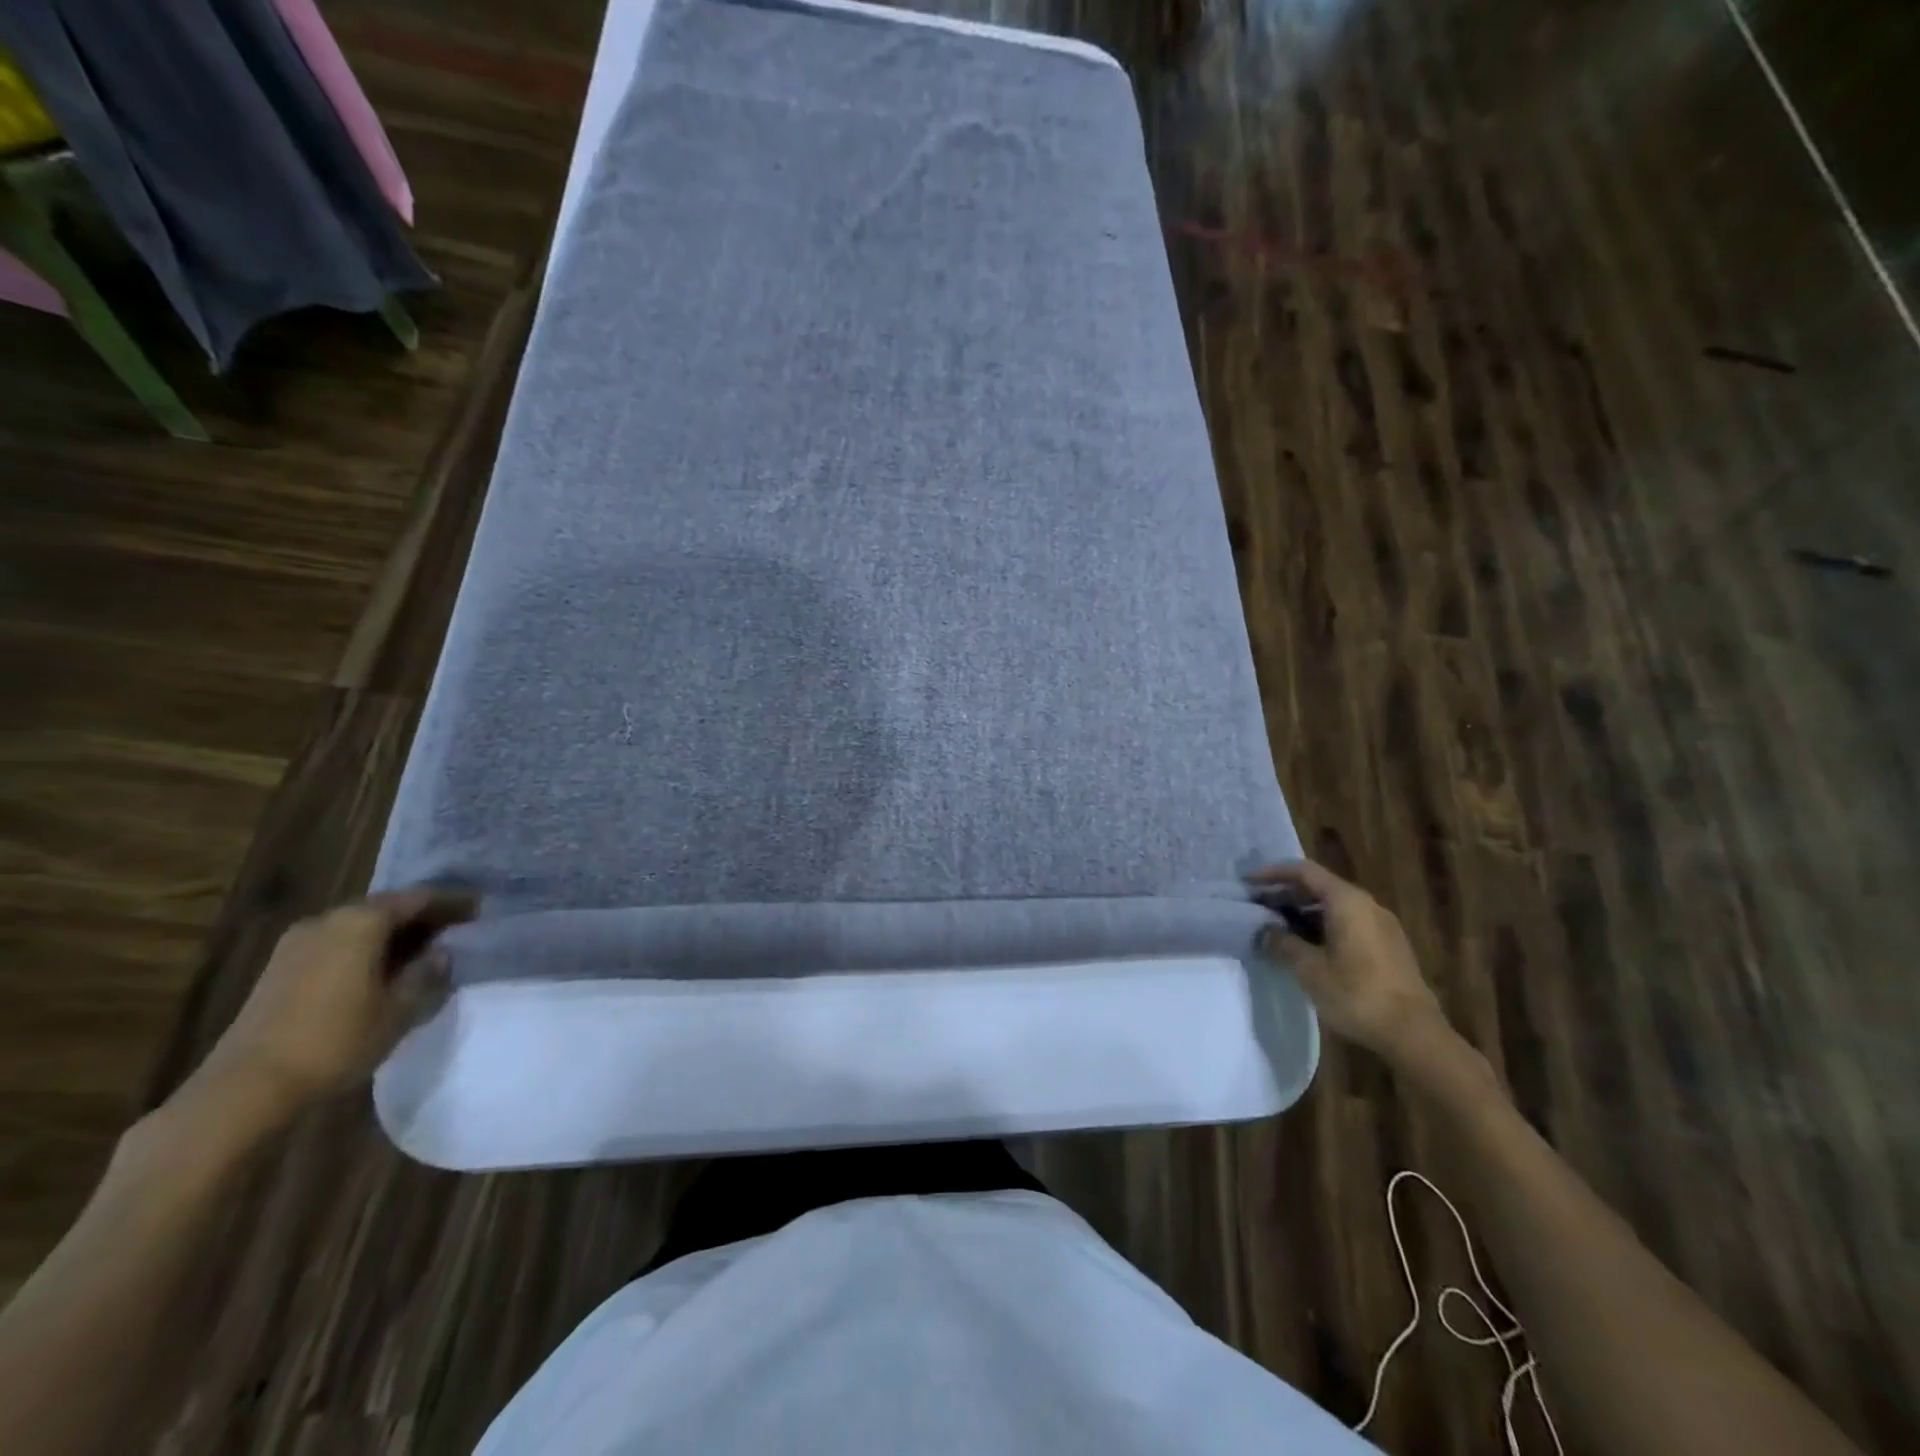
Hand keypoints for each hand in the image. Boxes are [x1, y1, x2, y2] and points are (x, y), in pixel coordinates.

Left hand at [200, 889, 476, 1111]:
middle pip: (385, 907)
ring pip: (359, 925)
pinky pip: (337, 943)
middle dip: (421, 916)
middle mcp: (328, 920)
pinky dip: (365, 947)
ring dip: (391, 933)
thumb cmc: (336, 1040)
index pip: (418, 899)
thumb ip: (426, 973)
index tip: (479, 909)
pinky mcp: (281, 968)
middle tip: (454, 927)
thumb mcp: (400, 1009)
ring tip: (422, 949)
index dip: (452, 902)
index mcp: (361, 921)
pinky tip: (382, 968)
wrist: (247, 1088)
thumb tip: (440, 953)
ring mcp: (297, 943)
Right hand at [1249, 861, 1450, 1060]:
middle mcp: (1367, 905)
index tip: (1247, 882)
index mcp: (1347, 901)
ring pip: (1334, 906)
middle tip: (1257, 906)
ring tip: (1276, 926)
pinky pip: (1347, 922)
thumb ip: (1282, 943)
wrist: (1413, 1033)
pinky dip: (1321, 925)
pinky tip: (1306, 945)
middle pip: (1320, 886)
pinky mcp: (1388, 946)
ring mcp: (1381, 925)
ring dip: (1303, 911)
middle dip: (1286, 893)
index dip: (1273, 873)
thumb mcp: (1309, 969)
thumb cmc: (1356, 994)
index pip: (1304, 871)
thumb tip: (1265, 931)